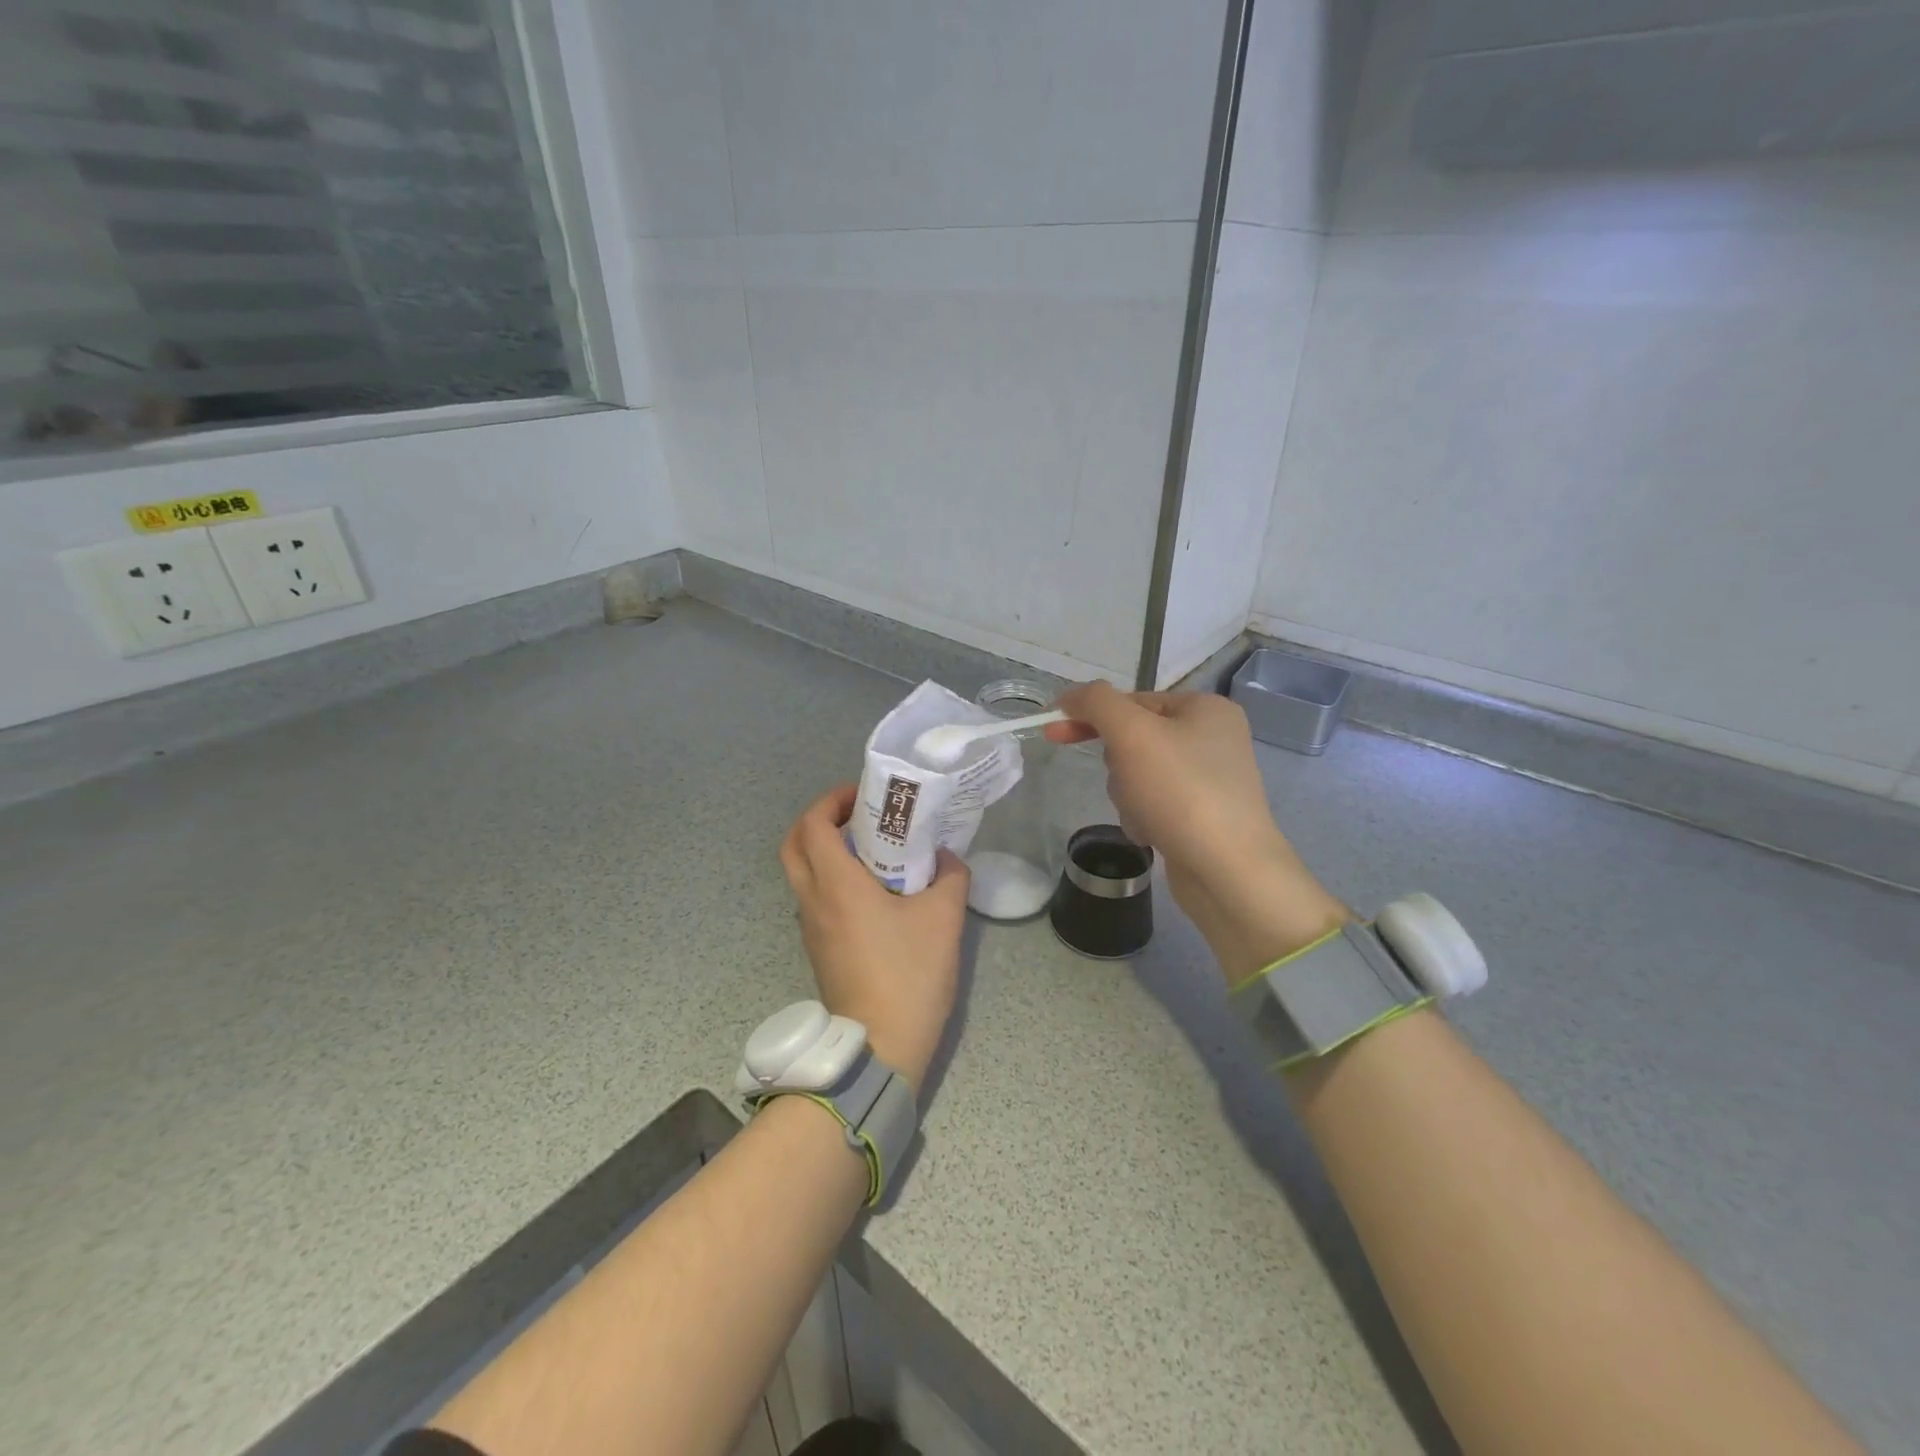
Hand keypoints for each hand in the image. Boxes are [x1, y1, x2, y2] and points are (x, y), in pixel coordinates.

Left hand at [779, 785, 969, 1092]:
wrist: (880, 1045)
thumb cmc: (909, 973)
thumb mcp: (944, 917)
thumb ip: (950, 875)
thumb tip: (946, 857)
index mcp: (836, 884)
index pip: (812, 824)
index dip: (832, 800)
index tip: (863, 795)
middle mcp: (813, 899)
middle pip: (794, 844)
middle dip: (819, 820)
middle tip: (857, 815)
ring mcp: (811, 926)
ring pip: (802, 872)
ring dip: (825, 850)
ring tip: (871, 847)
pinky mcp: (818, 948)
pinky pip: (815, 898)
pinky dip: (831, 878)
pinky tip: (872, 889)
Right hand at [1047, 683, 1347, 980]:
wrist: (1228, 871)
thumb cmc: (1181, 792)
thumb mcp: (1132, 734)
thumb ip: (1097, 703)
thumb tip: (1071, 695)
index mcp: (1205, 708)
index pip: (1132, 700)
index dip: (1090, 715)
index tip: (1053, 732)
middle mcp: (1212, 738)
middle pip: (1133, 739)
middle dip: (1118, 766)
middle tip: (1128, 783)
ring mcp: (1208, 779)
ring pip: (1137, 774)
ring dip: (1127, 795)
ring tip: (1145, 815)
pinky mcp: (1200, 815)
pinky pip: (1152, 803)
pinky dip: (1143, 817)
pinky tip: (1154, 834)